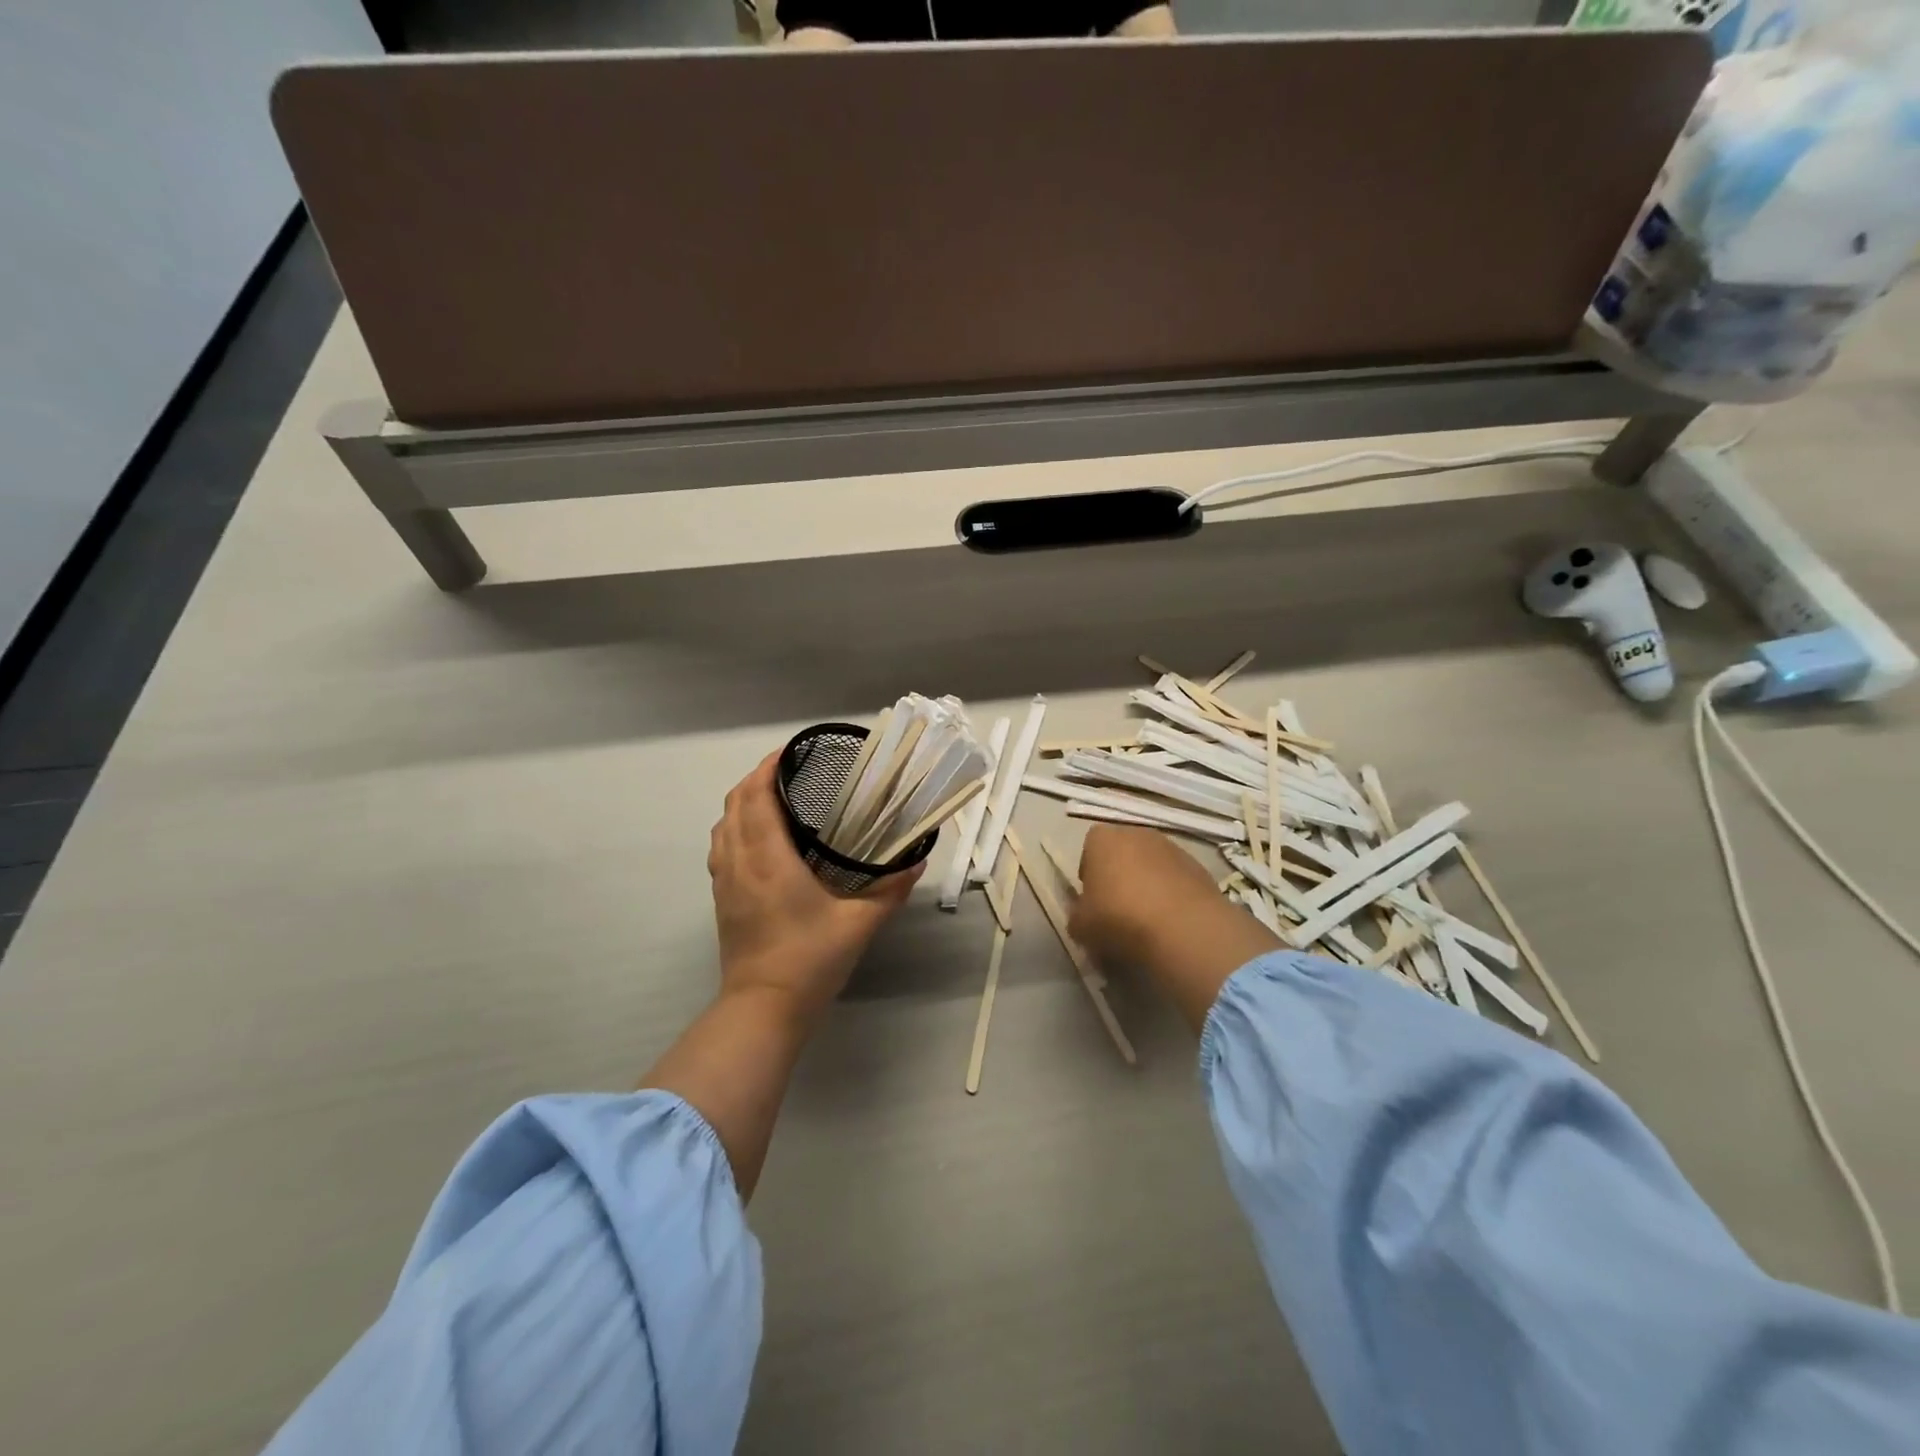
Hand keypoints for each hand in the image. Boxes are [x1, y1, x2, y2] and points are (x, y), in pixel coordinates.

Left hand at [708, 754, 921, 1018]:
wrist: (763, 1009)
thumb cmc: (810, 960)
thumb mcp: (860, 924)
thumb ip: (891, 889)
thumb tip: (918, 862)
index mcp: (769, 859)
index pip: (756, 797)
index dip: (767, 768)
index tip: (790, 753)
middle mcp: (740, 862)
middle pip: (734, 804)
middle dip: (756, 779)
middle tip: (789, 771)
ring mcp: (725, 881)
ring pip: (723, 826)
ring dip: (743, 803)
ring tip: (774, 797)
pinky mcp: (722, 899)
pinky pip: (721, 848)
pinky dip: (735, 828)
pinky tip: (760, 838)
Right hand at [1071, 826, 1280, 1032]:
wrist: (1183, 927)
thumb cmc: (1120, 918)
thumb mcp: (1081, 926)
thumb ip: (1077, 917)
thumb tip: (1082, 918)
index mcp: (1102, 839)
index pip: (1089, 848)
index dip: (1090, 874)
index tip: (1093, 900)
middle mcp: (1137, 833)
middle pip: (1122, 853)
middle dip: (1120, 876)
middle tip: (1118, 910)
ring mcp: (1171, 847)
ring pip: (1151, 865)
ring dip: (1148, 885)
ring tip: (1148, 919)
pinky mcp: (1198, 866)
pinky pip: (1177, 879)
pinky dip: (1172, 894)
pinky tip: (1172, 922)